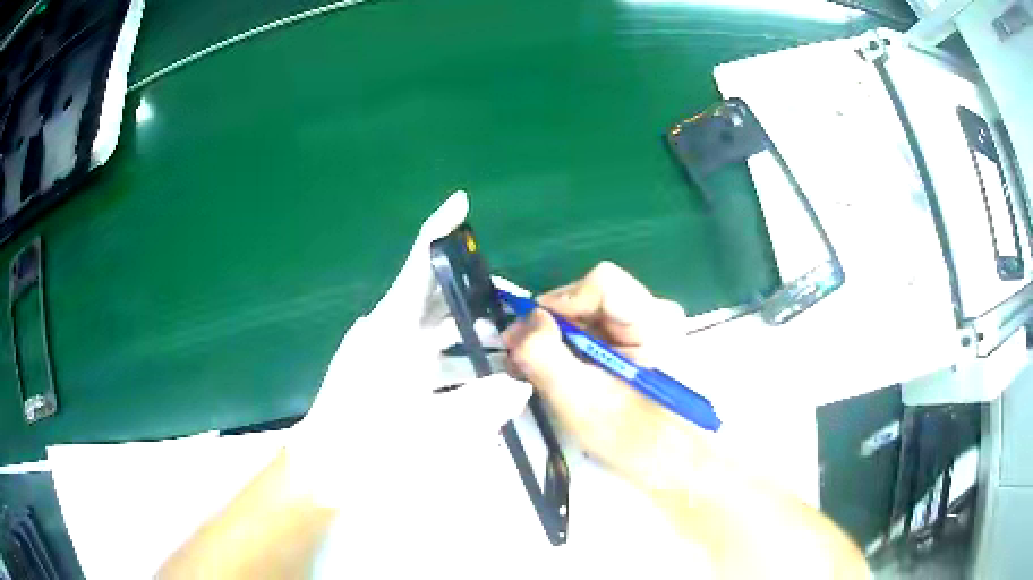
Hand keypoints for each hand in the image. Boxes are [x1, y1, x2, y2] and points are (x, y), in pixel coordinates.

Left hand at [290, 191, 530, 504]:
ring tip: (508, 338)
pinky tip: (480, 372)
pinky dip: (455, 356)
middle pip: (435, 294)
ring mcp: (387, 354)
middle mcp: (388, 332)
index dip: (439, 231)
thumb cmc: (365, 445)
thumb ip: (478, 407)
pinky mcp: (389, 374)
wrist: (324, 471)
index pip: (418, 266)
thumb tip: (520, 385)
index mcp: (390, 329)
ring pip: (435, 326)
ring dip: (468, 327)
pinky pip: (429, 352)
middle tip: (515, 297)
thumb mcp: (426, 431)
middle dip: (473, 290)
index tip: (461, 203)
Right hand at [503, 262, 716, 490]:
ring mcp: (654, 328)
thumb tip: (526, 319)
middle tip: (525, 362)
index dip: (560, 303)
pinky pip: (602, 331)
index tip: (532, 337)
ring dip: (561, 340)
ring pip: (593, 315)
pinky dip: (576, 350)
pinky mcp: (646, 344)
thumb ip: (545, 355)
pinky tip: (565, 376)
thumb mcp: (581, 401)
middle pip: (592, 297)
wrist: (678, 466)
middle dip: (553, 326)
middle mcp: (657, 313)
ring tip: (542, 374)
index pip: (601, 282)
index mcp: (654, 321)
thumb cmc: (635, 439)